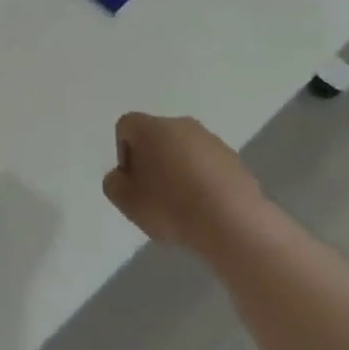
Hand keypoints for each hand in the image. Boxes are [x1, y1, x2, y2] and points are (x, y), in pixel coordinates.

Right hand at [102, 112, 263, 253]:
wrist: (234, 224)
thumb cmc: (172, 208)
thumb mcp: (128, 203)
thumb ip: (114, 184)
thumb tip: (122, 176)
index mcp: (152, 128)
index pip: (126, 126)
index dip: (123, 153)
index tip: (133, 182)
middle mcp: (181, 125)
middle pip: (156, 136)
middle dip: (151, 161)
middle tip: (153, 195)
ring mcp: (211, 140)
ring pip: (183, 150)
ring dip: (177, 171)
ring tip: (182, 206)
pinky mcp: (234, 159)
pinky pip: (207, 165)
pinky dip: (201, 180)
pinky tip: (205, 208)